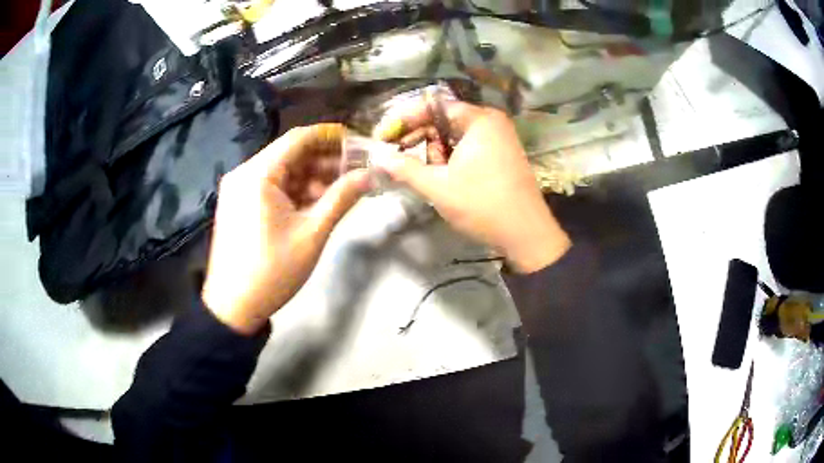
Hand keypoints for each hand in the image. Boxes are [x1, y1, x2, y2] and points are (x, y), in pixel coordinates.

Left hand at [202, 124, 369, 334]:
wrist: (233, 307)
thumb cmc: (272, 271)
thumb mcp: (311, 233)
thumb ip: (342, 198)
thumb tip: (371, 175)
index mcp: (258, 174)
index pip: (299, 138)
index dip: (331, 136)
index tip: (358, 142)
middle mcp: (245, 173)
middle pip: (291, 154)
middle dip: (325, 160)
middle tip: (357, 169)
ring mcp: (240, 189)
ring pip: (283, 172)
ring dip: (313, 177)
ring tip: (344, 188)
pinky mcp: (240, 204)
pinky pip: (273, 188)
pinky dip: (296, 191)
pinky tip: (319, 201)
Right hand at [374, 101, 569, 272]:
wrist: (526, 235)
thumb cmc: (482, 205)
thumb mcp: (438, 186)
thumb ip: (404, 168)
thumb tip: (377, 157)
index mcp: (479, 119)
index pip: (432, 107)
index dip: (403, 120)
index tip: (381, 136)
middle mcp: (490, 122)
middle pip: (442, 120)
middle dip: (417, 138)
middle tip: (394, 156)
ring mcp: (499, 138)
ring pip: (453, 136)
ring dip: (433, 152)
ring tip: (421, 173)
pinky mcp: (501, 155)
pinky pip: (467, 147)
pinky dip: (449, 158)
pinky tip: (440, 175)